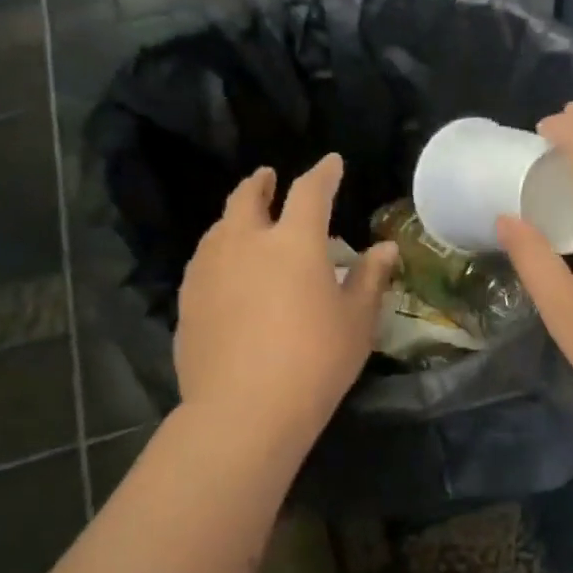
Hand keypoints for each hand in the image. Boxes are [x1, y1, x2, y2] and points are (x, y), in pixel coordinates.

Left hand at [175, 155, 397, 447]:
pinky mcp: (187, 299)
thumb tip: (385, 249)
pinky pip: (204, 261)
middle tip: (268, 178)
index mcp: (294, 242)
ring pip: (220, 227)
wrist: (245, 409)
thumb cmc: (316, 361)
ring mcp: (209, 269)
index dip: (323, 174)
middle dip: (261, 183)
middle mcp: (246, 242)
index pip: (311, 192)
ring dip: (236, 217)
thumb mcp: (356, 322)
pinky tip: (226, 271)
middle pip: (248, 198)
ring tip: (245, 223)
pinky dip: (219, 252)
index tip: (331, 163)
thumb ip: (370, 279)